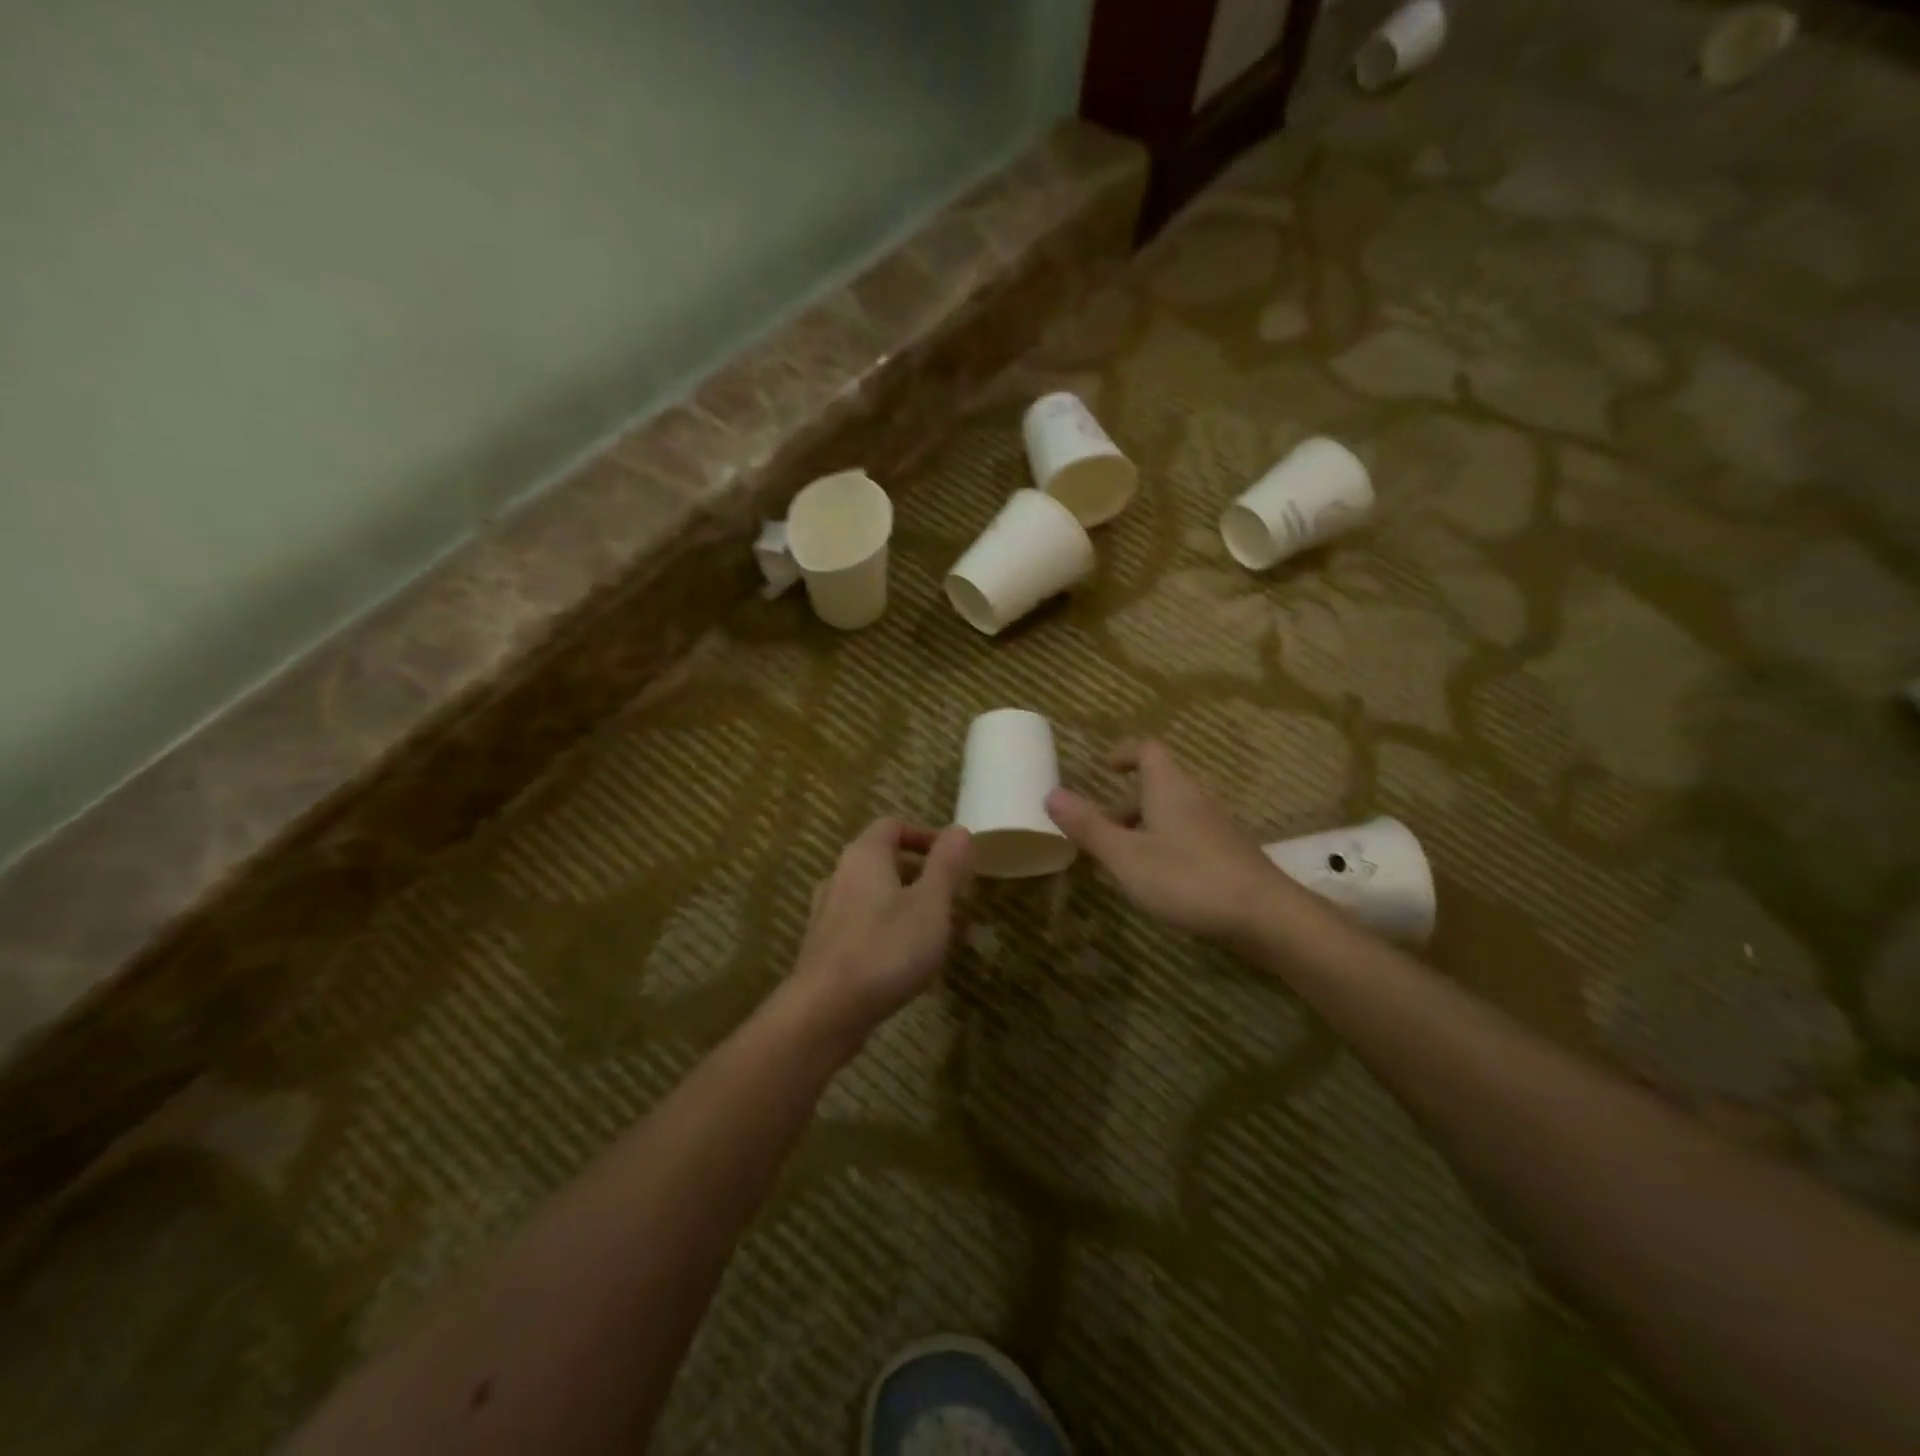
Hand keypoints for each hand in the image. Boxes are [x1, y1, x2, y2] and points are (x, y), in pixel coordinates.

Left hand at [792, 817, 972, 1034]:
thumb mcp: (931, 903)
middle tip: (956, 899)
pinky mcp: (826, 949)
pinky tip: (914, 964)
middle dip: (925, 877)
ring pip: (878, 898)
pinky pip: (866, 928)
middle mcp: (841, 877)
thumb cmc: (886, 949)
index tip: (954, 859)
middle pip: (886, 862)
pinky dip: (893, 933)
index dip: (926, 835)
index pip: (893, 826)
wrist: (824, 1012)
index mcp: (864, 856)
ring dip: (913, 908)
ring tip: (945, 935)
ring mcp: (828, 914)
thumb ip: (946, 864)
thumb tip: (959, 829)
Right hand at [1046, 740, 1284, 940]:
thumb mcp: (1125, 855)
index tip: (1102, 768)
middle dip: (1125, 803)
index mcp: (1169, 788)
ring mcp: (1215, 828)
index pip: (1147, 750)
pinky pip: (1187, 837)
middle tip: (1099, 829)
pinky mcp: (1228, 855)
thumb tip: (1051, 793)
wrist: (1264, 916)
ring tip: (1120, 860)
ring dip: (1143, 828)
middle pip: (1157, 786)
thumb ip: (1088, 826)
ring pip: (1171, 815)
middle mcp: (1194, 799)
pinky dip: (1164, 847)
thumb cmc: (1186, 878)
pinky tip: (1157, 881)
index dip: (1124, 753)